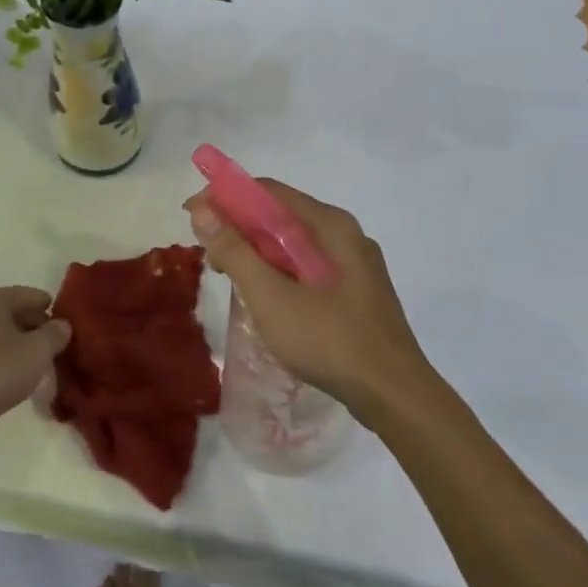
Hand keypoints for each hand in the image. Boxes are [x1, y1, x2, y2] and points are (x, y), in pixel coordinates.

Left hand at [0, 286, 72, 451]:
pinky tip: (7, 379)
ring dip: (14, 346)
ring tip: (32, 367)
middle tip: (52, 351)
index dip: (52, 313)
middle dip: (33, 329)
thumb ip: (55, 334)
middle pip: (11, 313)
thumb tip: (62, 326)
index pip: (31, 296)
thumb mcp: (38, 352)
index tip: (65, 333)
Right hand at [185, 181, 438, 426]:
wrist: (395, 395)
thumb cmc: (330, 340)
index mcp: (330, 225)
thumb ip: (236, 252)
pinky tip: (263, 295)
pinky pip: (308, 266)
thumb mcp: (272, 298)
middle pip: (282, 215)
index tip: (192, 216)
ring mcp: (354, 264)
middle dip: (239, 226)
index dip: (226, 197)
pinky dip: (279, 270)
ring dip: (257, 251)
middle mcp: (345, 235)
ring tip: (228, 275)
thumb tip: (203, 210)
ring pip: (295, 243)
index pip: (269, 191)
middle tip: (208, 254)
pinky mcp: (356, 291)